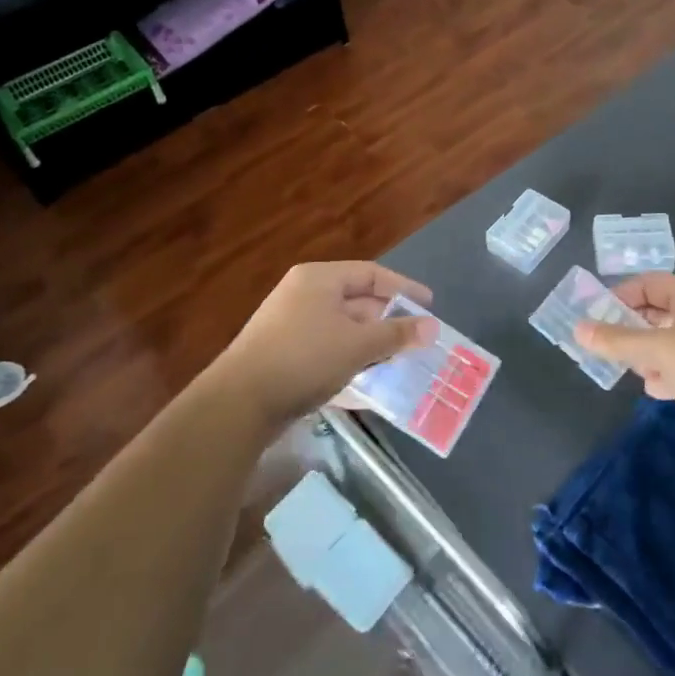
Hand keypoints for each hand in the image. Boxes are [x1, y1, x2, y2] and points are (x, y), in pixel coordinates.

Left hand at [206, 262, 439, 431]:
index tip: (429, 306)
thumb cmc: (305, 358)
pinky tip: (368, 378)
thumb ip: (396, 334)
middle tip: (418, 338)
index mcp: (319, 278)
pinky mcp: (284, 352)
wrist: (241, 402)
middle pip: (357, 299)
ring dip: (371, 342)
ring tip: (400, 360)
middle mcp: (303, 294)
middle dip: (388, 320)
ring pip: (343, 326)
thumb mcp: (358, 345)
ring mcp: (290, 323)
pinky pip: (327, 346)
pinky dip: (350, 357)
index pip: (370, 273)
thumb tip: (433, 327)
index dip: (403, 288)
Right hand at [573, 273, 674, 464]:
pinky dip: (666, 375)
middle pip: (656, 313)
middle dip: (628, 329)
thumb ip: (617, 341)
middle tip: (600, 346)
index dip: (619, 296)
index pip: (648, 284)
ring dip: (645, 355)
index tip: (592, 318)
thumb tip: (578, 328)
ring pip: (667, 343)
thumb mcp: (659, 350)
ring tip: (623, 369)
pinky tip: (656, 389)